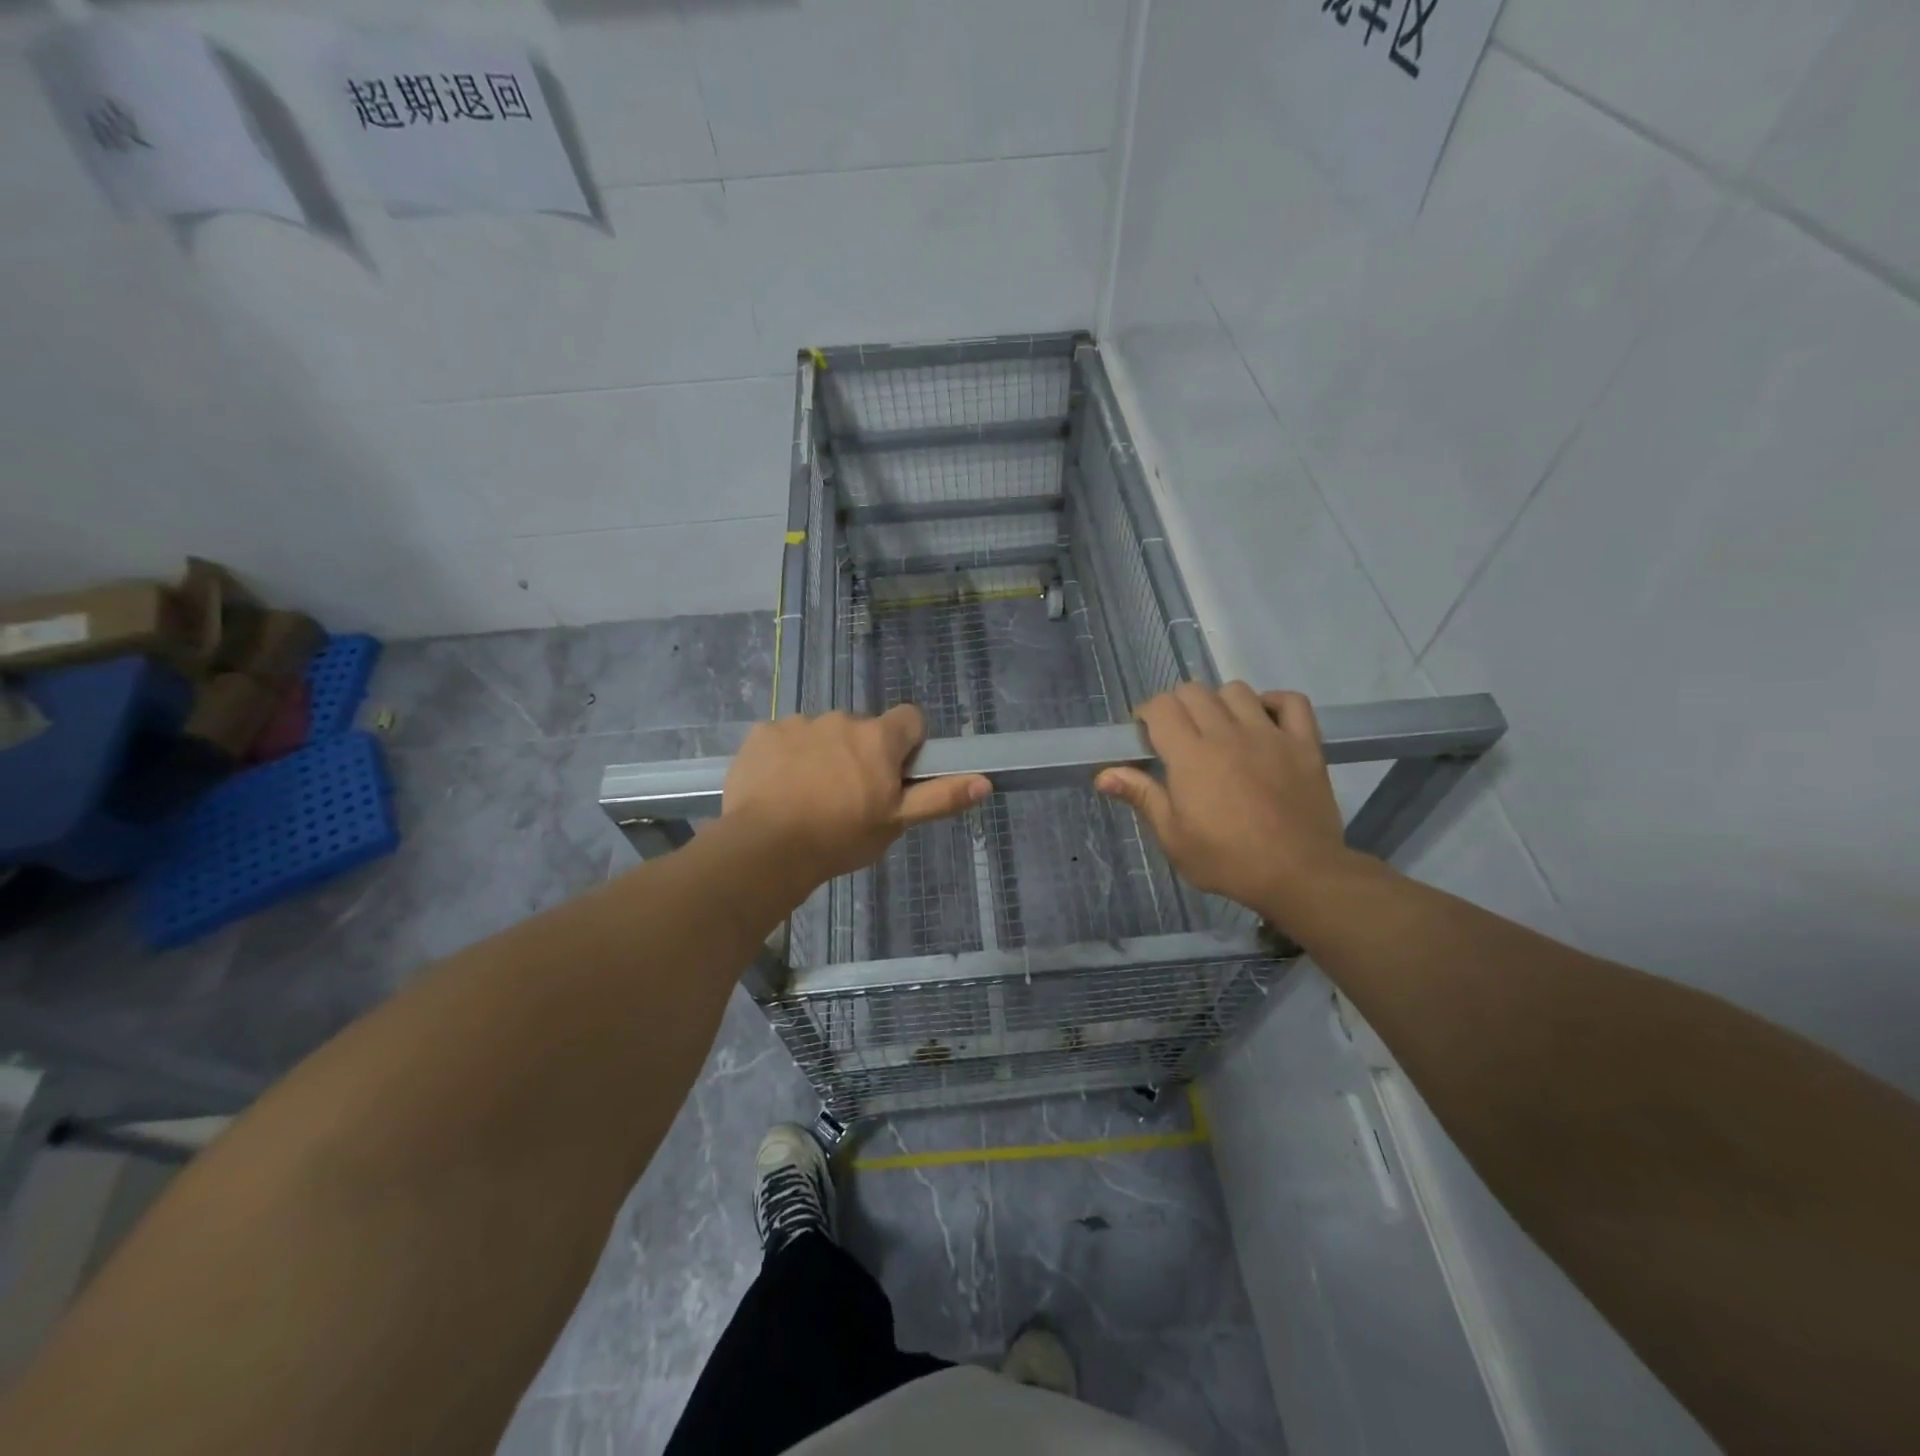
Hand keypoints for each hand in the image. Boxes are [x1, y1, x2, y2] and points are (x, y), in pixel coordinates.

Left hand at [722, 705, 989, 885]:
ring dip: (823, 754)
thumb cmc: (840, 837)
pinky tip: (778, 788)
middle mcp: (841, 719)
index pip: (910, 719)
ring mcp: (798, 723)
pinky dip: (786, 757)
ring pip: (822, 733)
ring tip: (809, 796)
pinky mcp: (763, 733)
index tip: (896, 774)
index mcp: (878, 737)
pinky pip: (784, 738)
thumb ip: (939, 797)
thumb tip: (985, 782)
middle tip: (850, 795)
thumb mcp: (896, 822)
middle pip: (863, 729)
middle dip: (861, 753)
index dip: (908, 744)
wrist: (766, 847)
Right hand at [1095, 682, 1352, 918]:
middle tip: (1178, 736)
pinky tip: (1262, 721)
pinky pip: (1290, 701)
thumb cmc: (1228, 861)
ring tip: (1219, 730)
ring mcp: (1269, 734)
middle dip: (1177, 706)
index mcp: (1190, 756)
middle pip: (1194, 691)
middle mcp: (1227, 734)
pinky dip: (1273, 703)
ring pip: (1237, 690)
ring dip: (1220, 703)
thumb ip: (1142, 796)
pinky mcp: (1304, 743)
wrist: (1299, 875)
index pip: (1161, 707)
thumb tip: (1103, 775)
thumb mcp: (1173, 838)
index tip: (1146, 737)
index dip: (1147, 714)